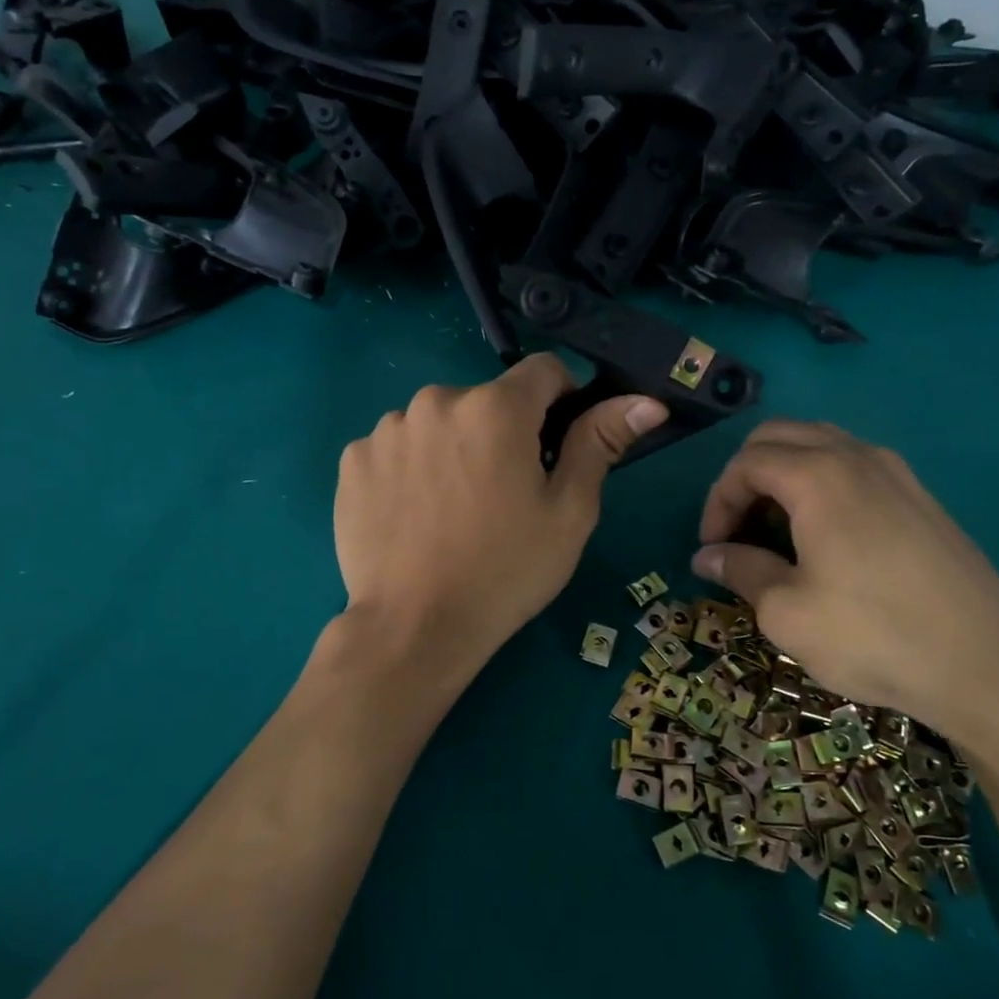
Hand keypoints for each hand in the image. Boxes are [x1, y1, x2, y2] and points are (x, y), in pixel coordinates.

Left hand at [335, 356, 666, 682]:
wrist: (414, 628)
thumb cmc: (505, 571)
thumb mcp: (568, 512)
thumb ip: (600, 443)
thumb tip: (645, 402)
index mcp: (496, 407)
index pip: (543, 370)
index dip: (561, 401)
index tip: (555, 445)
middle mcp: (436, 401)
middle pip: (487, 401)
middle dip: (502, 433)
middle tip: (504, 494)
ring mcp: (387, 429)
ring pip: (439, 423)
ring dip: (453, 448)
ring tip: (455, 510)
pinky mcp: (353, 460)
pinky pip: (396, 447)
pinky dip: (411, 468)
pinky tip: (415, 515)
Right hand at [691, 420, 998, 765]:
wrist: (990, 669)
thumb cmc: (873, 637)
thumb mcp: (786, 613)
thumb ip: (741, 571)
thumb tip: (707, 557)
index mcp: (819, 477)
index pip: (746, 462)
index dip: (718, 500)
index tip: (712, 546)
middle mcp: (858, 458)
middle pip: (781, 436)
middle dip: (745, 476)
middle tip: (737, 528)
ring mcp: (898, 474)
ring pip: (821, 444)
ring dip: (784, 474)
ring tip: (775, 528)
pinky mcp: (922, 498)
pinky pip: (855, 466)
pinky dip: (821, 483)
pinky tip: (824, 534)